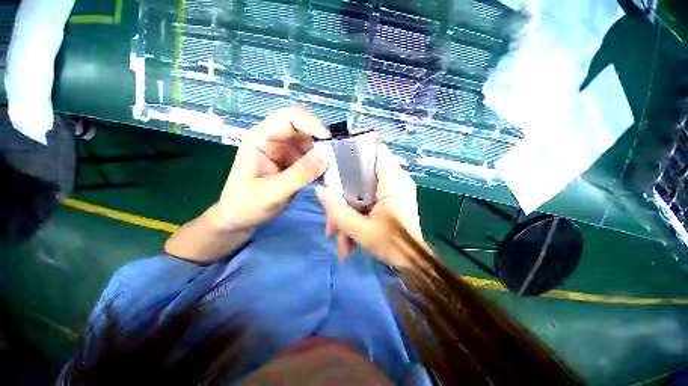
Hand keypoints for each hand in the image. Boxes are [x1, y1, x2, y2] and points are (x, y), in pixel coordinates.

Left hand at [213, 106, 330, 231]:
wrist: (239, 220)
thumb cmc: (246, 205)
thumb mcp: (272, 192)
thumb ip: (299, 175)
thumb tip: (325, 156)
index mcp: (261, 138)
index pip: (288, 118)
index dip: (310, 123)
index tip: (328, 142)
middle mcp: (274, 140)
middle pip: (303, 129)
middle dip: (320, 142)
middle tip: (335, 161)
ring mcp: (285, 151)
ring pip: (311, 143)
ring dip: (323, 155)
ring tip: (331, 172)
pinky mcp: (293, 163)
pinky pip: (312, 157)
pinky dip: (321, 165)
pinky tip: (325, 177)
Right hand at [315, 142, 425, 266]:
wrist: (411, 263)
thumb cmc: (394, 247)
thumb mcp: (363, 231)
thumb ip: (340, 212)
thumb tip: (320, 190)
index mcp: (394, 181)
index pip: (376, 149)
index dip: (355, 146)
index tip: (334, 152)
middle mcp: (394, 180)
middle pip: (361, 173)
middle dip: (342, 192)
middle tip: (331, 215)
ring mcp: (389, 190)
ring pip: (359, 189)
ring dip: (345, 209)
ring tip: (337, 234)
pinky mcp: (385, 200)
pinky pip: (363, 198)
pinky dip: (353, 213)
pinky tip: (346, 236)